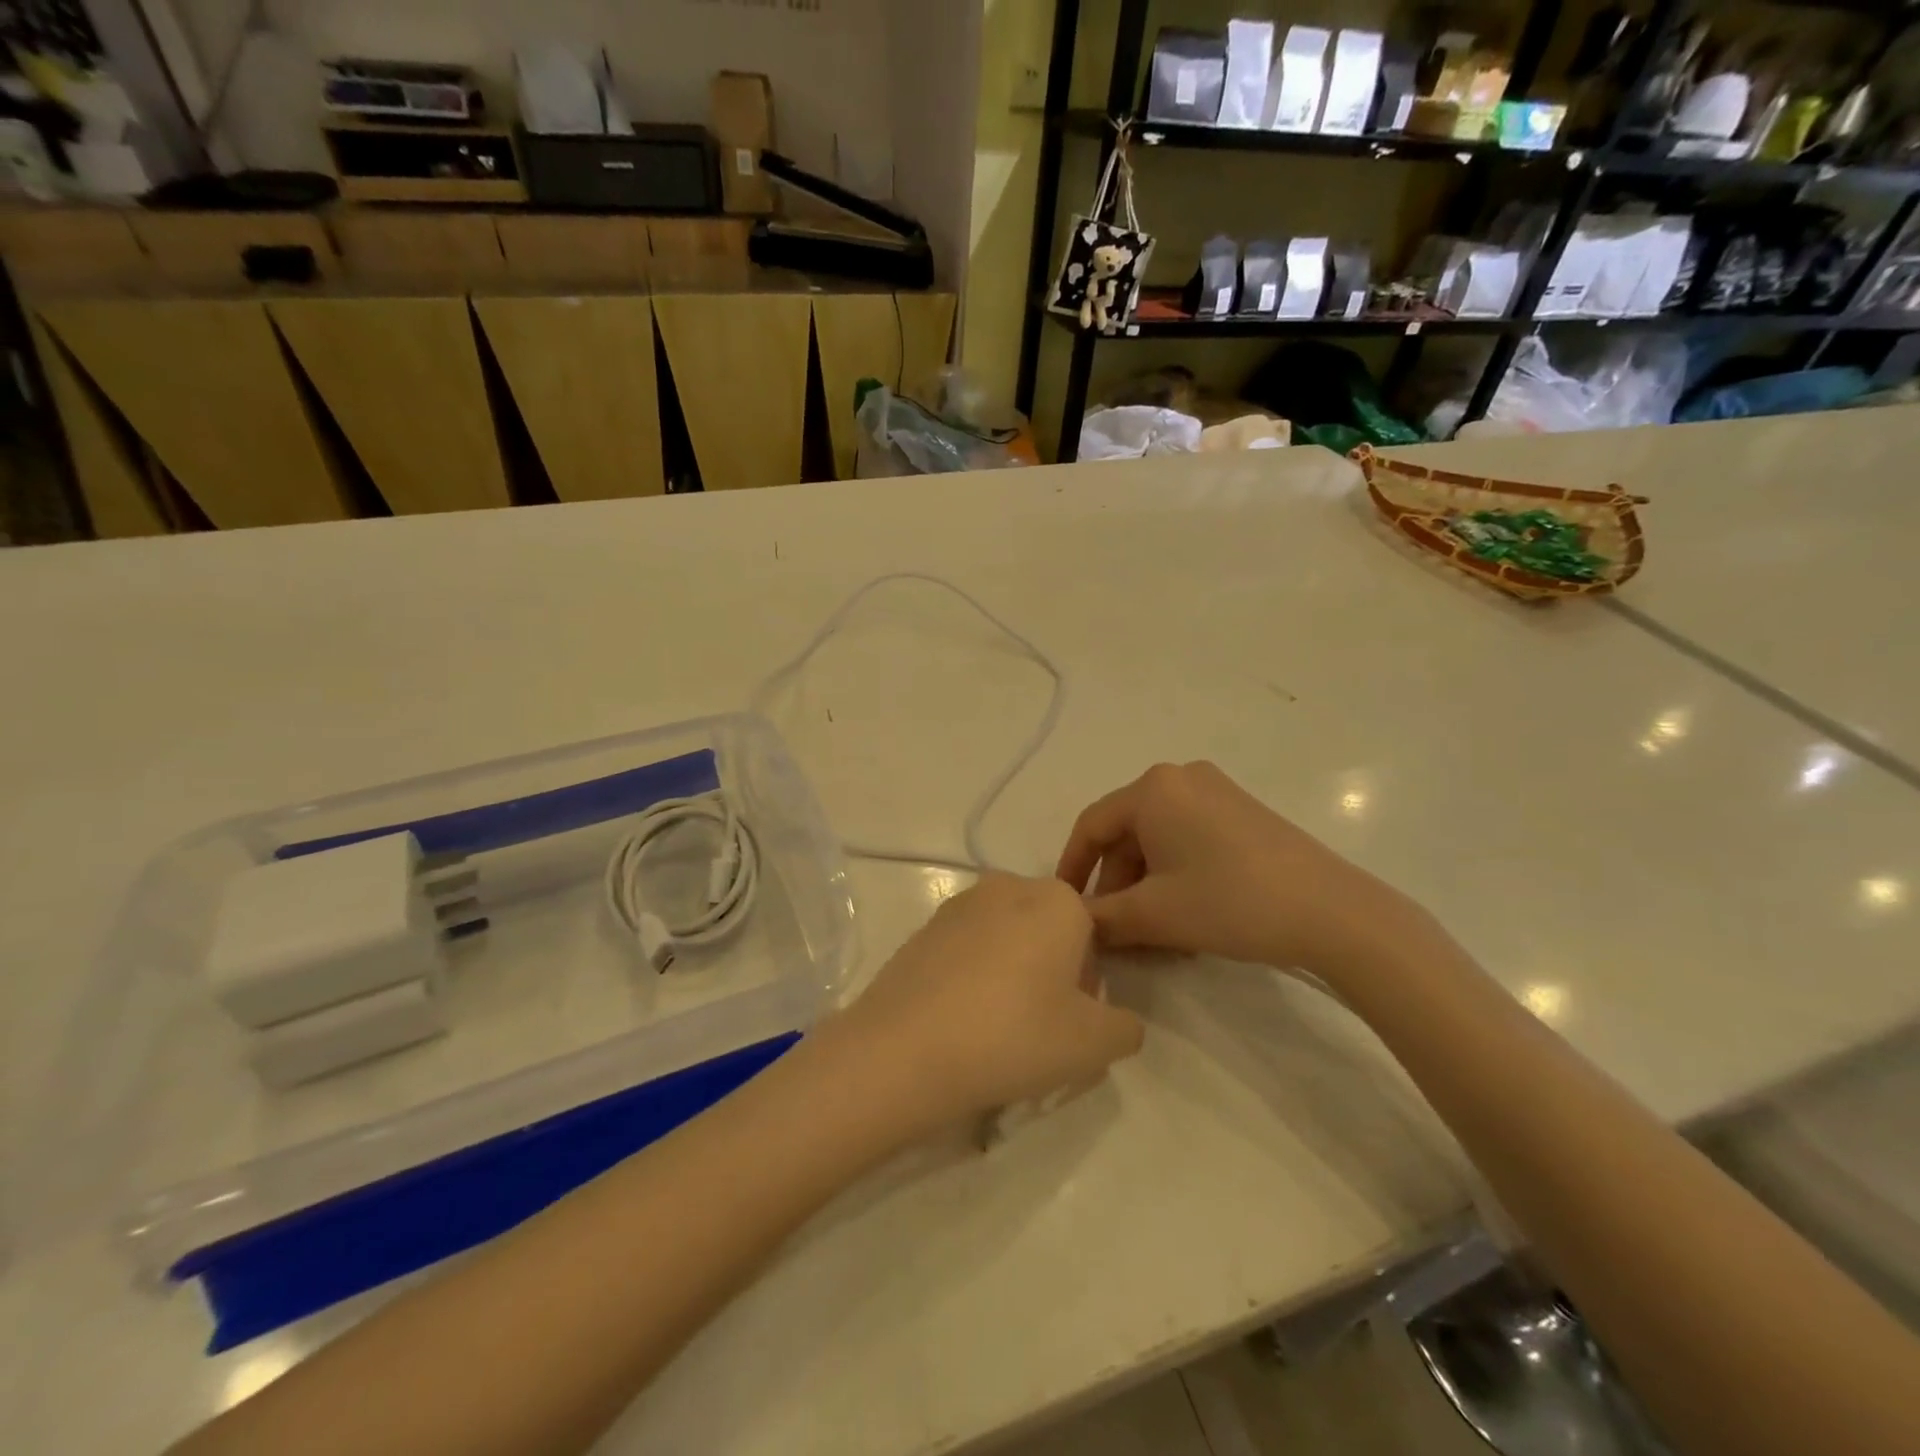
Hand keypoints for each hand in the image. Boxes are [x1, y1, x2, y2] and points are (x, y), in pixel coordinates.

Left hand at [839, 874, 1144, 1130]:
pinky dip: (970, 977)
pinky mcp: (922, 927)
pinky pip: (965, 950)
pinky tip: (958, 1019)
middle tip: (1035, 1028)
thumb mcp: (1094, 1045)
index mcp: (1057, 899)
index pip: (1092, 936)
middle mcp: (1009, 885)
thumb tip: (1117, 1019)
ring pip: (1005, 939)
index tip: (1068, 1022)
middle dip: (1050, 973)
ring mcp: (959, 904)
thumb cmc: (1014, 1035)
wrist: (905, 1048)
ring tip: (993, 1028)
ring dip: (1010, 974)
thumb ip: (1125, 1027)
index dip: (1087, 984)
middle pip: (1047, 931)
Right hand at [1056, 762, 1424, 978]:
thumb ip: (1102, 918)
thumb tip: (1076, 924)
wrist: (1333, 913)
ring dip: (1146, 883)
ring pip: (1158, 838)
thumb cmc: (1230, 902)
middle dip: (1115, 882)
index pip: (1091, 825)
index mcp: (1153, 789)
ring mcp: (1217, 791)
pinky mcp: (1243, 811)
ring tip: (1152, 933)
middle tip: (1114, 930)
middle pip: (1127, 832)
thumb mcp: (1154, 914)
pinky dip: (1175, 873)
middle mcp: (1181, 778)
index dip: (1072, 868)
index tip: (1064, 907)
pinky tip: (1185, 914)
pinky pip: (1189, 837)